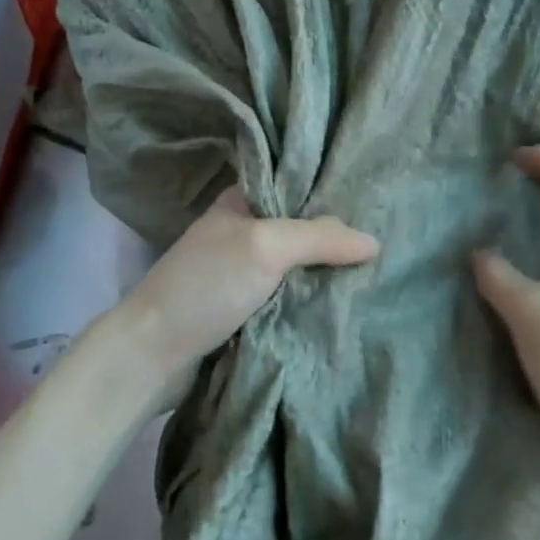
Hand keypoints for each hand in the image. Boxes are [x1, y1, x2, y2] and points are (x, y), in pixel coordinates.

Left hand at [118, 187, 378, 394]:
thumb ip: (318, 237)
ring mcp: (245, 272)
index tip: (378, 200)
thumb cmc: (205, 285)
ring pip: (300, 265)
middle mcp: (245, 230)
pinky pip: (292, 296)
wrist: (152, 354)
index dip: (333, 191)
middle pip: (303, 228)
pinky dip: (314, 299)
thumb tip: (374, 242)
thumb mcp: (264, 247)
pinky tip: (348, 301)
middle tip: (387, 242)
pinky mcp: (248, 308)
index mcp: (242, 201)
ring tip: (379, 271)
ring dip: (329, 271)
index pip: (297, 185)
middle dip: (338, 237)